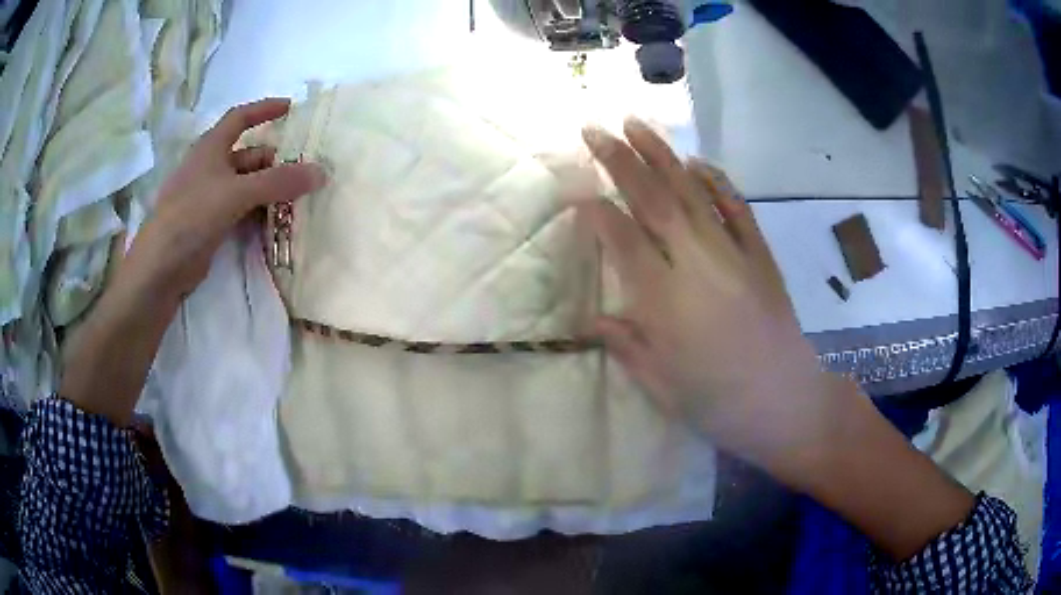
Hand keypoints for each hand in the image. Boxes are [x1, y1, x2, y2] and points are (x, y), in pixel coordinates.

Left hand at [122, 98, 325, 301]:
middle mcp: (209, 168)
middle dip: (274, 160)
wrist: (160, 268)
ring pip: (245, 185)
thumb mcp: (236, 193)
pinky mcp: (209, 224)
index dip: (264, 109)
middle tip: (303, 170)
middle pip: (248, 155)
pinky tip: (275, 221)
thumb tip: (321, 172)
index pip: (240, 117)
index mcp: (210, 148)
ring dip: (268, 189)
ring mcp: (208, 197)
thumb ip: (278, 182)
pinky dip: (258, 211)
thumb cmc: (192, 215)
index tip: (291, 108)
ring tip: (296, 198)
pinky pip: (240, 210)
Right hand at [580, 119, 973, 561]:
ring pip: (691, 192)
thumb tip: (594, 317)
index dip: (596, 211)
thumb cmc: (718, 404)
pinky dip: (715, 181)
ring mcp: (733, 254)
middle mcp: (696, 265)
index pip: (622, 240)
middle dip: (619, 161)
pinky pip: (736, 208)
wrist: (787, 403)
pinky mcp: (760, 255)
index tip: (576, 191)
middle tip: (593, 130)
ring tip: (635, 124)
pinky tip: (697, 161)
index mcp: (665, 302)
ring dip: (661, 155)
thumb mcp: (661, 387)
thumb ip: (626, 345)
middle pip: (653, 200)